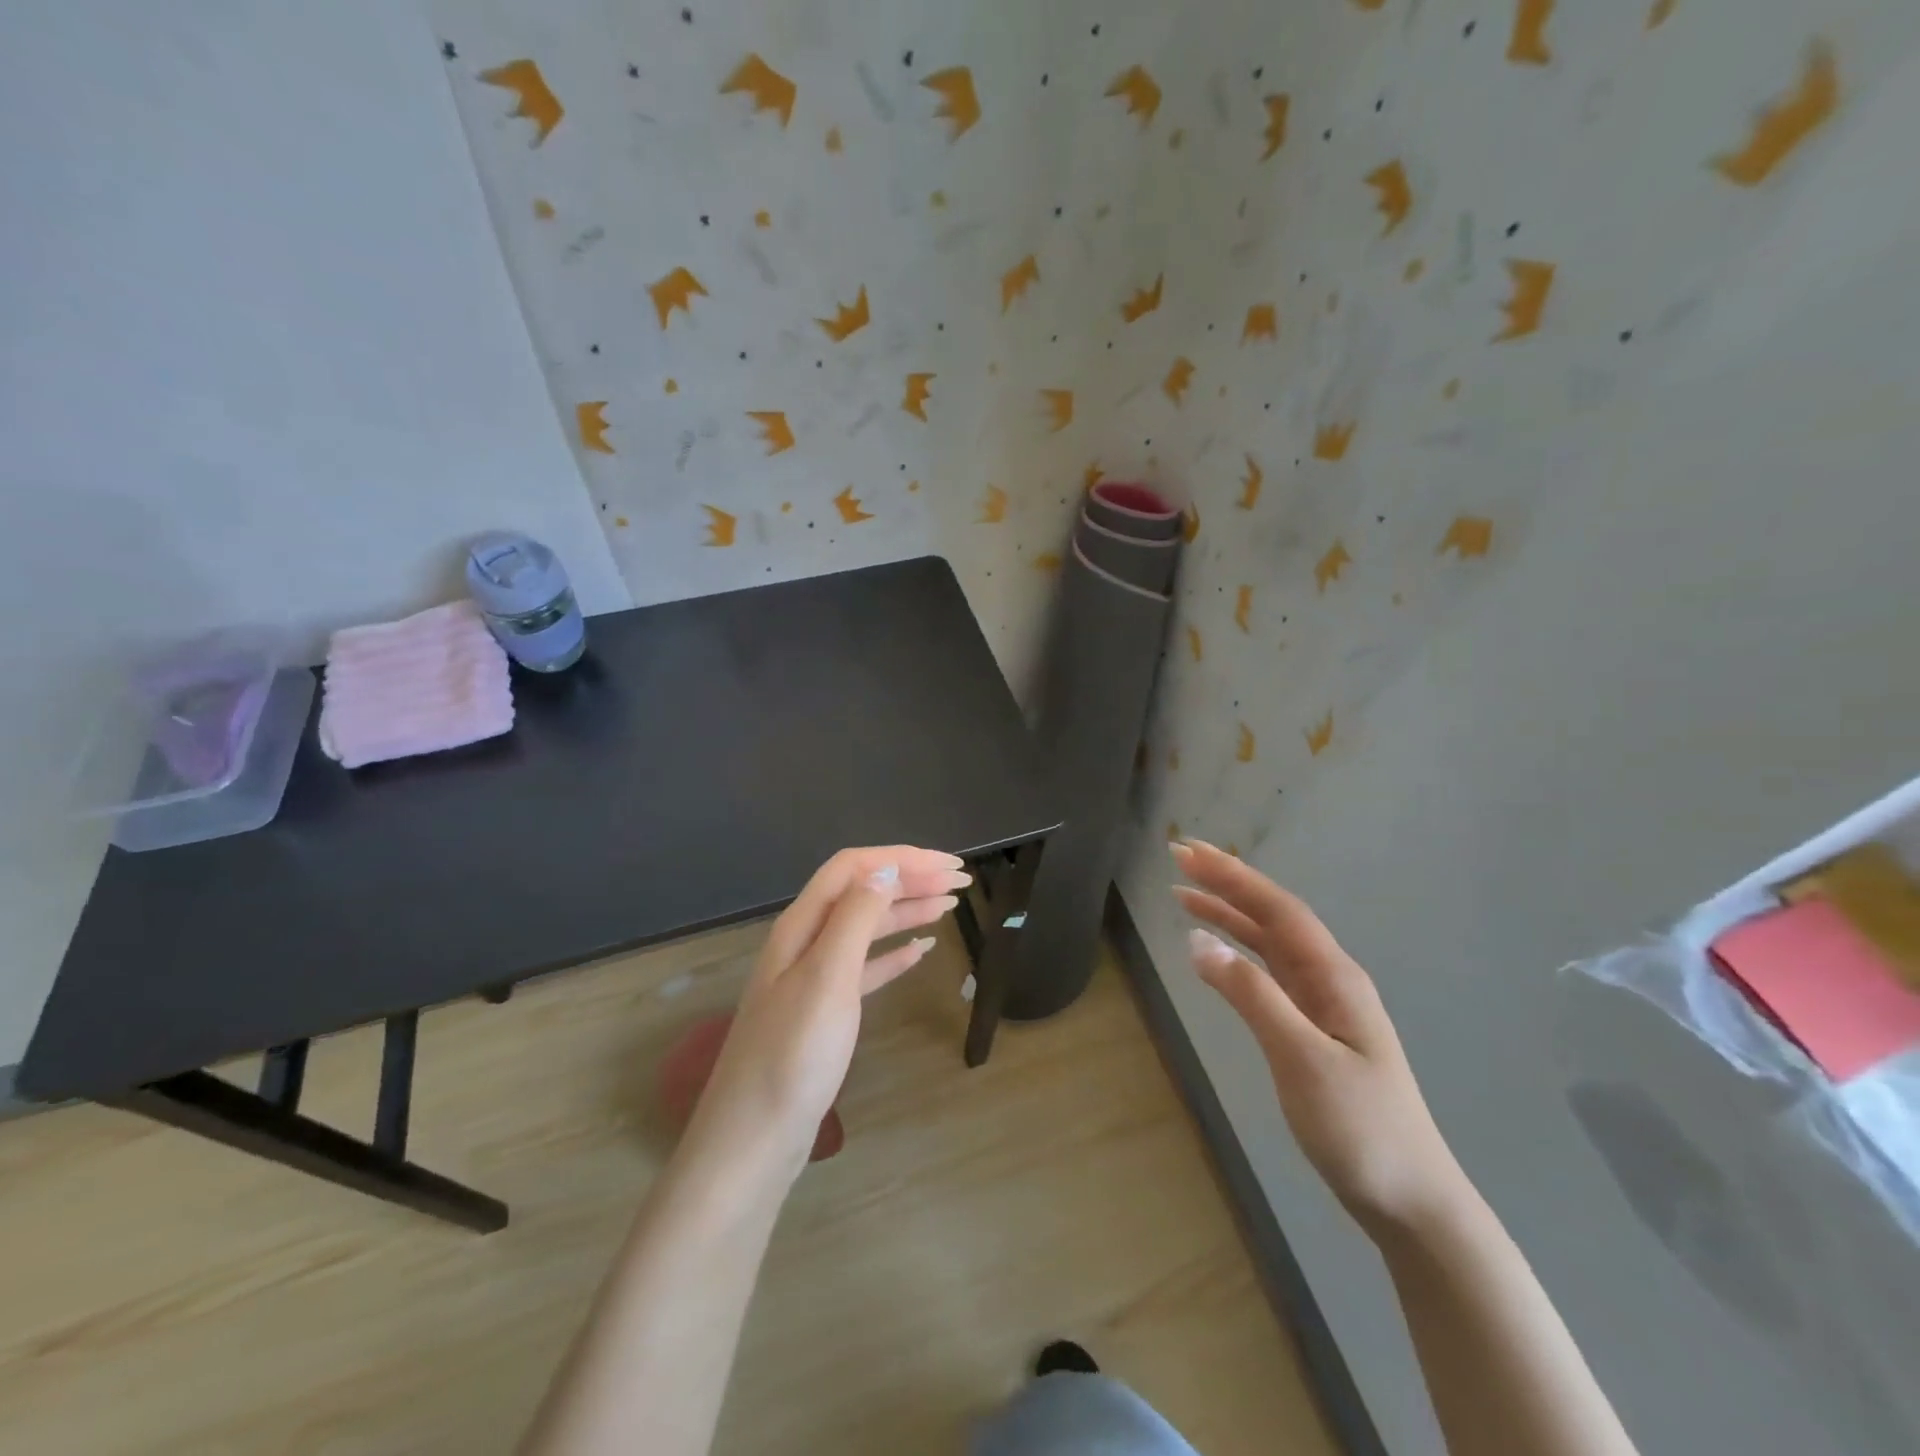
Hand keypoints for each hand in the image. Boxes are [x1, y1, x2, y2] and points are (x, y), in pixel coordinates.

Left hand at [685, 846, 968, 1184]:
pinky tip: (920, 952)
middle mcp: (806, 941)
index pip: (854, 868)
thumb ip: (855, 917)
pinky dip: (894, 954)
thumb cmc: (793, 1055)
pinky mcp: (824, 1012)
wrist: (754, 1140)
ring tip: (949, 905)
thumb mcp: (827, 977)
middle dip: (910, 879)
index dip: (902, 859)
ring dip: (907, 910)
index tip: (949, 865)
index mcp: (802, 924)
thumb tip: (884, 867)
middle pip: (862, 892)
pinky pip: (865, 967)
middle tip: (961, 880)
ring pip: (867, 927)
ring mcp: (813, 977)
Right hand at [1172, 840, 1465, 1235]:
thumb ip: (1251, 995)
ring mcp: (1324, 1003)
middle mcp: (1330, 978)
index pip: (1276, 909)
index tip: (1186, 852)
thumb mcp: (1301, 1058)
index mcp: (1334, 976)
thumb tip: (1199, 941)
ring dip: (1228, 914)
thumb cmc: (1360, 1128)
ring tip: (1183, 896)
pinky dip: (1238, 952)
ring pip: (1269, 942)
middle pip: (1272, 916)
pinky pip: (1269, 972)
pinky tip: (1218, 952)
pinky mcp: (1314, 1028)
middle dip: (1226, 884)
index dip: (1231, 876)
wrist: (1412, 1201)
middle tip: (1178, 858)